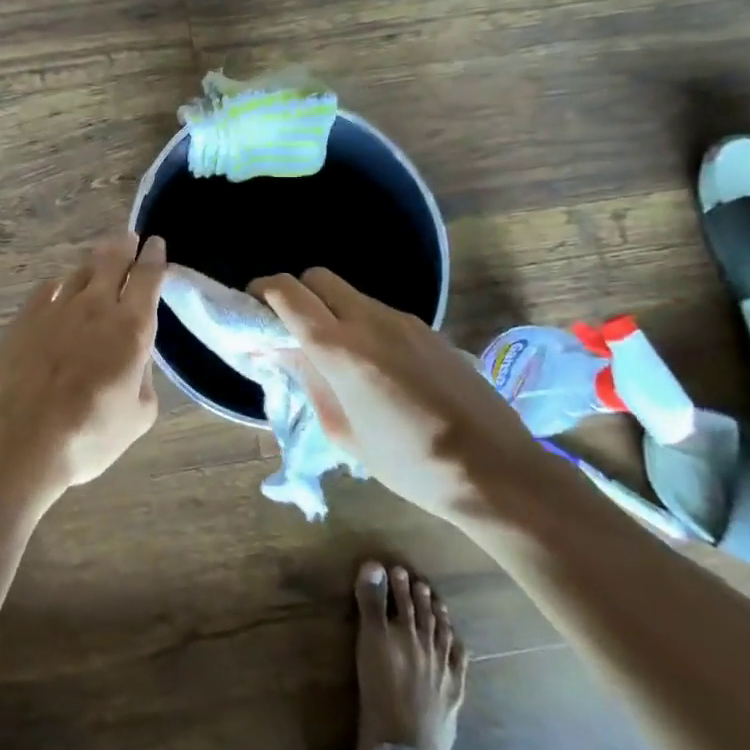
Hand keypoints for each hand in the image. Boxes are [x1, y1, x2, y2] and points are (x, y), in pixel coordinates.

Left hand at [0, 232, 167, 503]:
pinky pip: (47, 289)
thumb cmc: (87, 435)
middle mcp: (95, 307)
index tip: (156, 243)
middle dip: (124, 247)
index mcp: (131, 328)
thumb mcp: (137, 417)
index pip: (147, 278)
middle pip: (112, 262)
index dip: (153, 258)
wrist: (16, 440)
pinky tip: (58, 290)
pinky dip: (60, 286)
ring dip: (93, 264)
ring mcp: (55, 309)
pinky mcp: (23, 319)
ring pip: (79, 272)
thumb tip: (136, 359)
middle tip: (129, 239)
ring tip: (99, 262)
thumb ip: (144, 379)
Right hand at [251, 268, 541, 521]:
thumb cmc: (409, 463)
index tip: (253, 306)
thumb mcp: (344, 433)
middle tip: (293, 329)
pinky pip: (383, 314)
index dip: (263, 290)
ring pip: (353, 296)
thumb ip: (312, 383)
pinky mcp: (431, 331)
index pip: (288, 292)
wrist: (496, 471)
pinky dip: (365, 326)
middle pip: (319, 278)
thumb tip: (289, 354)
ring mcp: (405, 321)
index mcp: (340, 348)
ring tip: (339, 357)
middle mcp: (370, 319)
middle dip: (298, 294)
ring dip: (334, 312)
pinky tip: (380, 369)